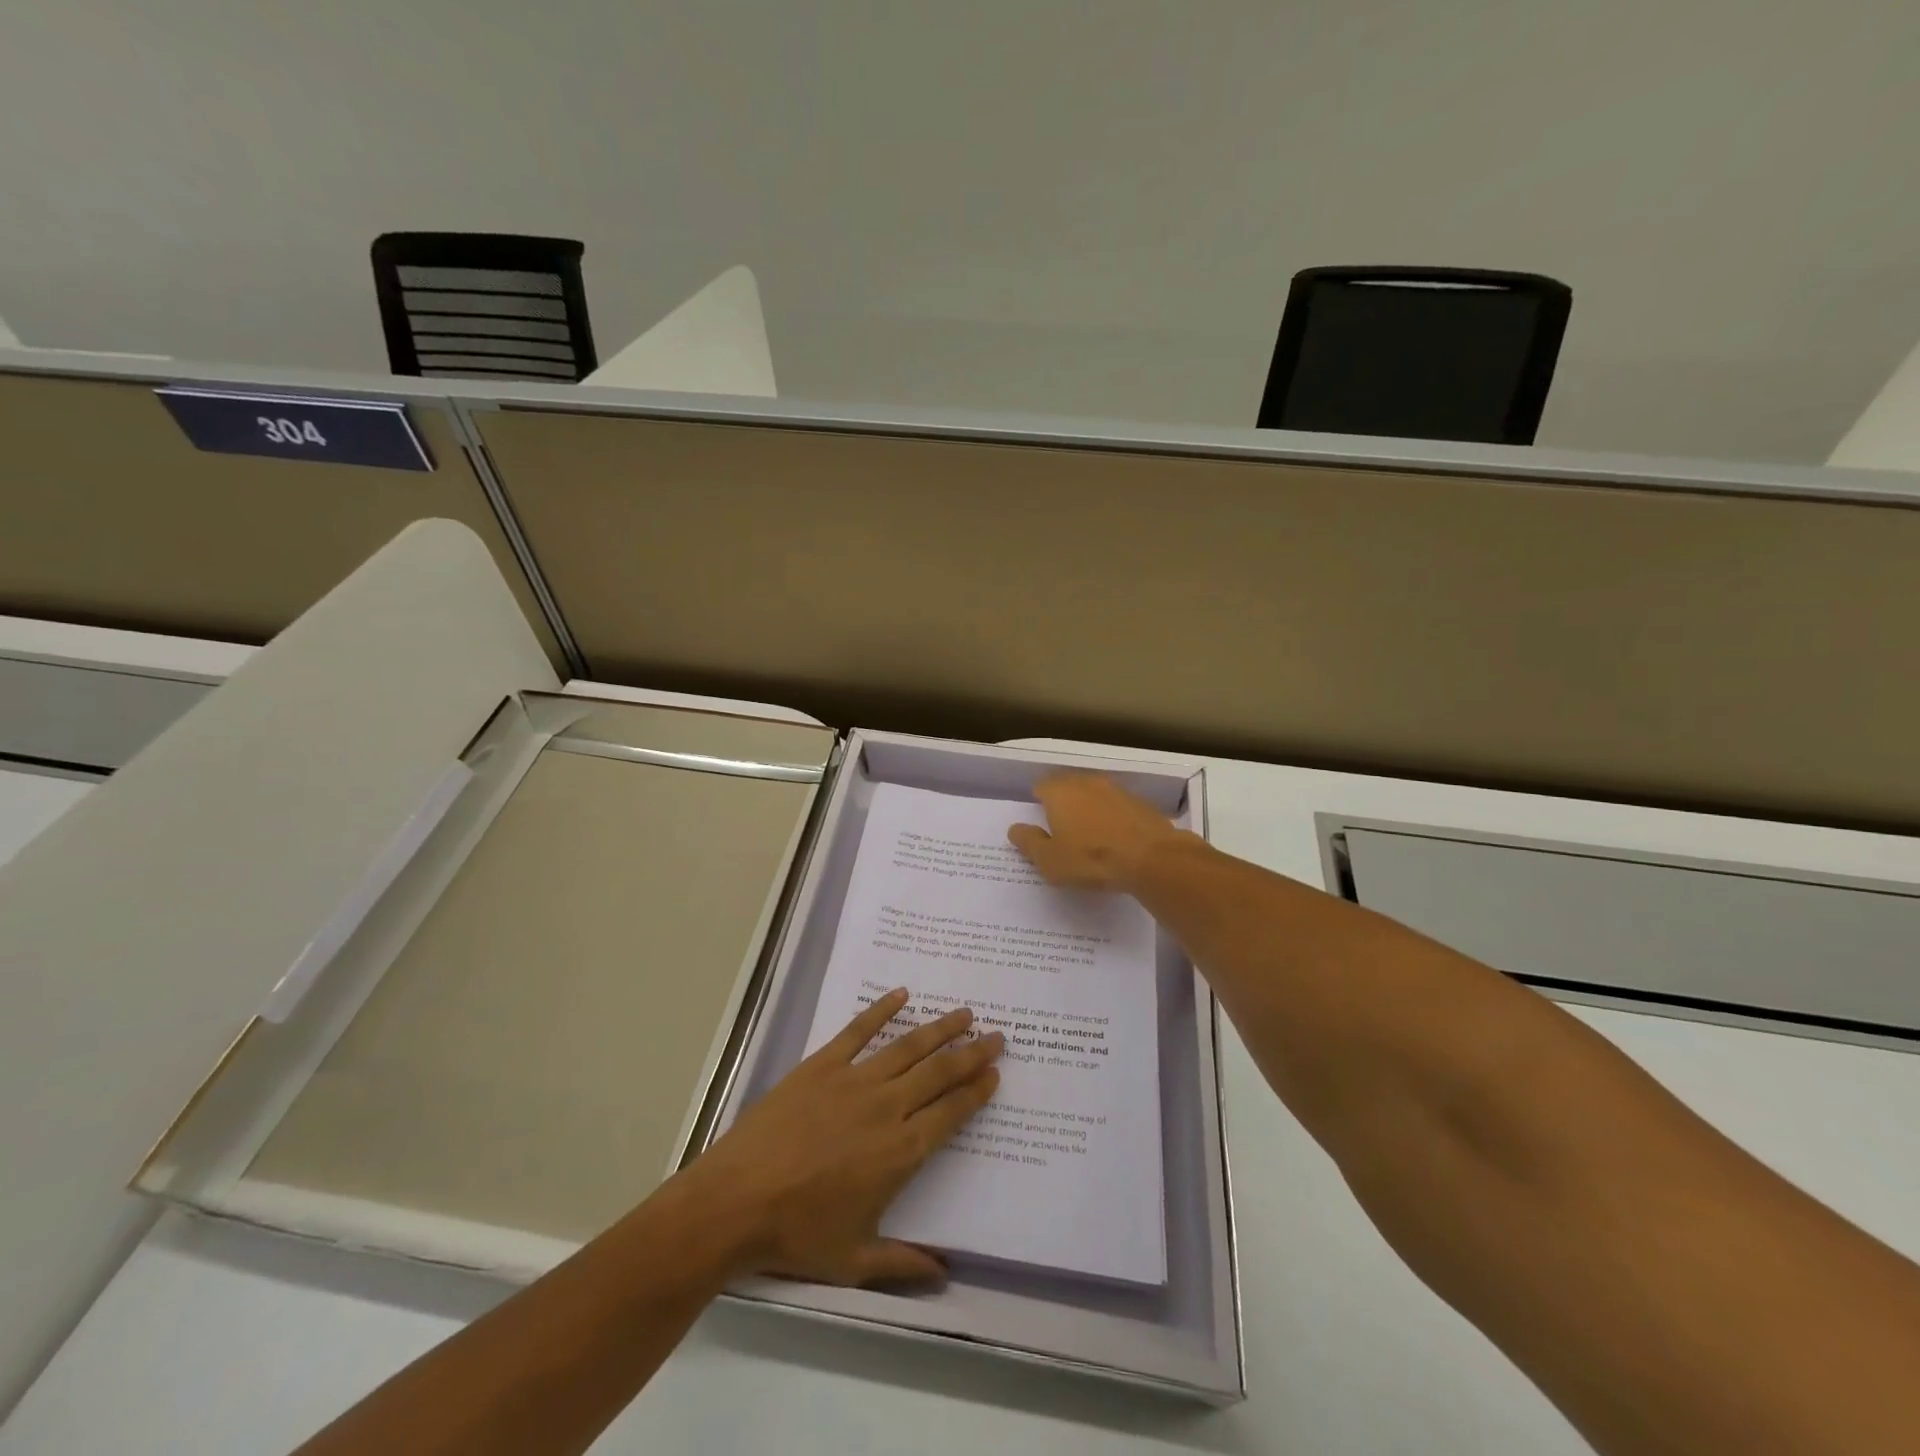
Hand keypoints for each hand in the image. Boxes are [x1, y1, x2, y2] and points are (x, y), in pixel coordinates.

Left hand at [677, 989, 1002, 1287]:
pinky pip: (859, 1030)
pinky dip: (882, 1010)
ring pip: (908, 1046)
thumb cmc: (797, 1234)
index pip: (951, 1112)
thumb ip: (904, 1263)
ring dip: (940, 1028)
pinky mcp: (822, 1064)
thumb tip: (946, 1275)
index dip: (976, 1091)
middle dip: (972, 1053)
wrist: (736, 1200)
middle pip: (939, 1073)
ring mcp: (854, 1080)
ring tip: (964, 1013)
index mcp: (901, 1151)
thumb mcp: (855, 1260)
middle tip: (996, 1036)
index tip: (994, 1073)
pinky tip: (901, 995)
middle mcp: (887, 1107)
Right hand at [1008, 773, 1191, 890]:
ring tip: (1088, 834)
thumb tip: (1015, 829)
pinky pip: (1116, 807)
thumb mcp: (1050, 860)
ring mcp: (1116, 790)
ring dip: (1089, 808)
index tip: (1039, 820)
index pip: (1042, 786)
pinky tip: (1115, 838)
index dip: (1038, 801)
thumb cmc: (1091, 859)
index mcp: (1060, 792)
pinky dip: (1112, 817)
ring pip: (1094, 794)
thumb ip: (1029, 842)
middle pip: (1068, 786)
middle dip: (1063, 802)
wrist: (1153, 858)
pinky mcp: (1140, 803)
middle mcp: (1087, 783)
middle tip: (1060, 827)